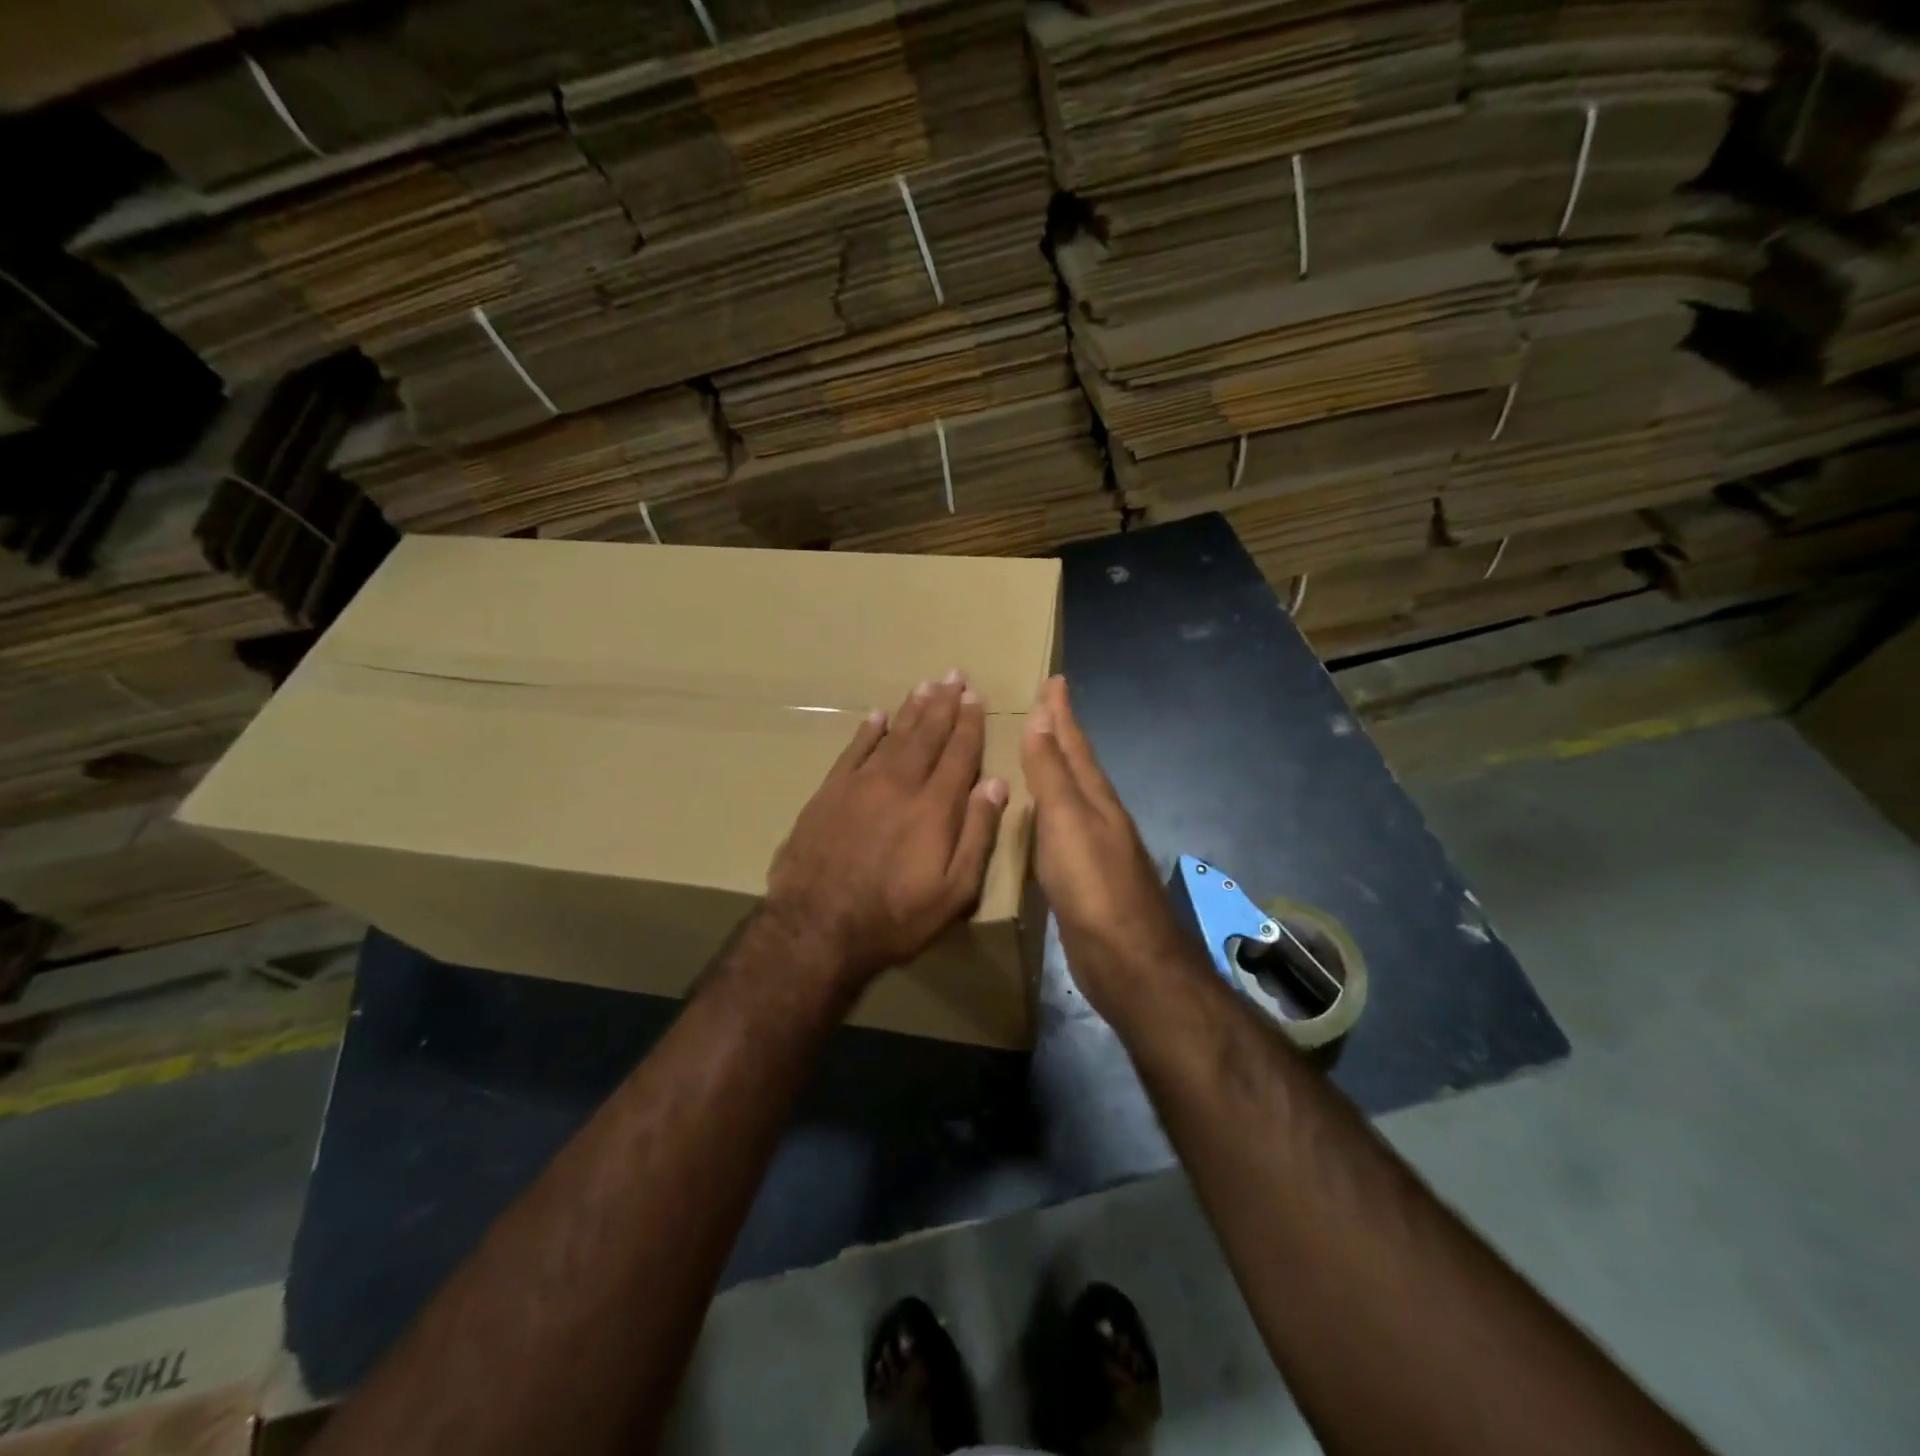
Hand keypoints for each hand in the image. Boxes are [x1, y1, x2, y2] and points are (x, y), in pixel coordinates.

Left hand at [767, 671, 1008, 987]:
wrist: (816, 926)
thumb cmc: (894, 917)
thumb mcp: (953, 891)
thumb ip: (977, 834)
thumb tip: (996, 784)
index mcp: (935, 807)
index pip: (959, 754)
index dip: (969, 724)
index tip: (975, 697)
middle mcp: (900, 784)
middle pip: (927, 735)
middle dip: (943, 704)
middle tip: (954, 675)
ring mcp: (861, 784)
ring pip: (893, 735)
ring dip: (911, 709)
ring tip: (925, 685)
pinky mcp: (829, 792)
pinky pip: (853, 750)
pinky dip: (868, 730)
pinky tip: (877, 715)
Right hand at [1021, 676, 1197, 1014]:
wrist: (1126, 960)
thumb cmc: (1092, 885)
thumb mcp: (1067, 821)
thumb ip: (1052, 772)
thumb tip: (1043, 716)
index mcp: (1095, 797)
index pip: (1075, 742)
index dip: (1062, 711)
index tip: (1054, 679)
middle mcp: (1099, 815)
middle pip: (1079, 764)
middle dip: (1062, 733)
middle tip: (1044, 707)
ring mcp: (1095, 847)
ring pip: (1072, 795)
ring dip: (1057, 770)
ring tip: (1038, 752)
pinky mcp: (1084, 877)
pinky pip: (1063, 828)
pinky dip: (1050, 810)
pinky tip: (1040, 818)